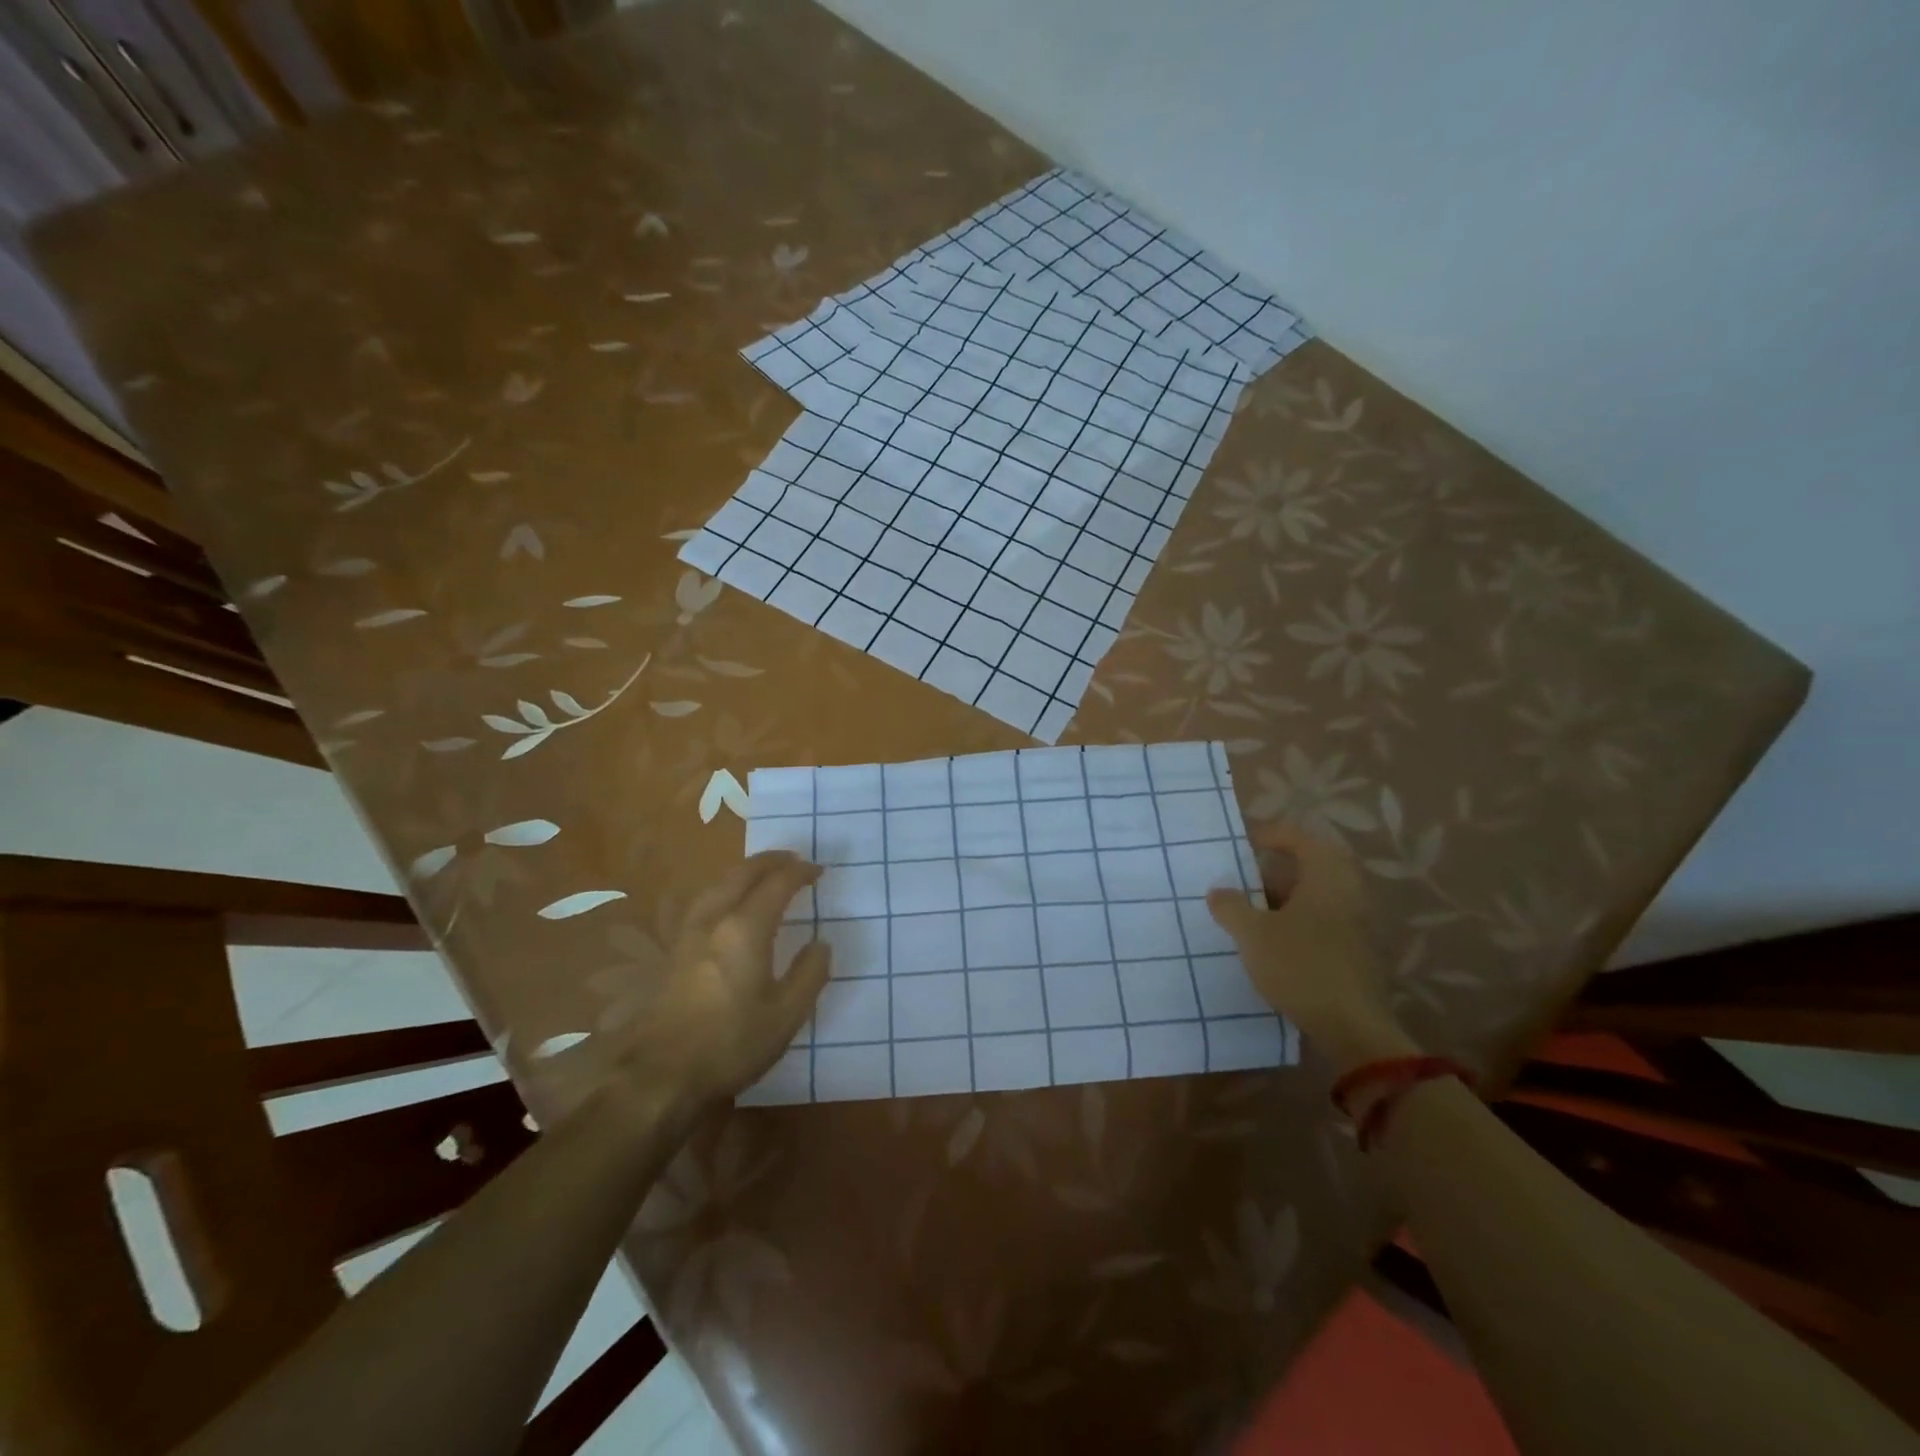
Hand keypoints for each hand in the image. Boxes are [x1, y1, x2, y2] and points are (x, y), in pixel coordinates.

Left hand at [542, 852, 830, 1127]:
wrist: (661, 1076)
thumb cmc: (731, 1044)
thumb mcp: (786, 1015)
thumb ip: (809, 974)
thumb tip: (820, 944)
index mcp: (745, 929)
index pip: (776, 885)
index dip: (799, 873)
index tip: (818, 871)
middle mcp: (714, 921)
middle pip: (741, 874)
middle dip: (769, 861)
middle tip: (792, 858)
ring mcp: (688, 935)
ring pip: (716, 885)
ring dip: (743, 871)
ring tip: (760, 874)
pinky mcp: (673, 953)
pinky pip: (702, 902)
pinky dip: (723, 889)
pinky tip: (725, 905)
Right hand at [1206, 823, 1418, 1076]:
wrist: (1352, 1028)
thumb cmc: (1300, 966)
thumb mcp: (1252, 934)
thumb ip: (1231, 907)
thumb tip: (1218, 891)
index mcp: (1327, 876)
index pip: (1299, 837)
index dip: (1270, 835)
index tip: (1243, 843)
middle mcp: (1351, 891)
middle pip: (1312, 867)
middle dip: (1276, 872)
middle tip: (1245, 881)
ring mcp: (1361, 923)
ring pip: (1318, 897)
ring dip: (1287, 900)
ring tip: (1253, 914)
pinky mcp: (1361, 952)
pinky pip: (1326, 922)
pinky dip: (1301, 922)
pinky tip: (1276, 943)